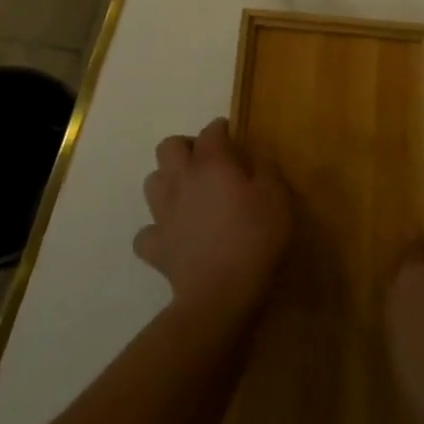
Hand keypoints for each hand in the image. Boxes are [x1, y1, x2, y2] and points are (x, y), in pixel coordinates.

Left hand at [135, 118, 292, 325]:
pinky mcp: (156, 247)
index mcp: (211, 163)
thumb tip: (253, 158)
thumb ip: (265, 170)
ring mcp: (163, 214)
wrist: (222, 294)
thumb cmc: (255, 238)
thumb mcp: (277, 197)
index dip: (221, 128)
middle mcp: (181, 180)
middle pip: (168, 146)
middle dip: (184, 147)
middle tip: (206, 161)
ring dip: (167, 181)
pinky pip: (147, 232)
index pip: (211, 131)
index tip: (232, 134)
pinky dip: (157, 230)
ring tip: (188, 193)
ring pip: (151, 181)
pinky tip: (172, 235)